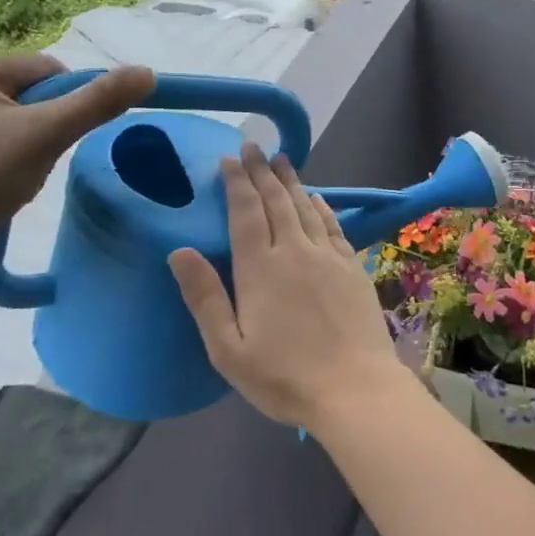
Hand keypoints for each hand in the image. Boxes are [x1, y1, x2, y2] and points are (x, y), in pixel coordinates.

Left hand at [0, 55, 155, 277]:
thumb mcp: (47, 136)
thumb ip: (99, 102)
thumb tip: (147, 73)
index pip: (48, 69)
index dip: (70, 101)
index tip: (62, 136)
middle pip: (35, 94)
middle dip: (50, 127)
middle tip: (40, 158)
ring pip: (21, 120)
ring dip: (35, 145)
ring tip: (20, 174)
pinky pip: (0, 140)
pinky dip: (14, 158)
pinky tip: (5, 182)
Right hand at [169, 143, 402, 429]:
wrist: (354, 388)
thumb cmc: (284, 376)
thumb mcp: (228, 349)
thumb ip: (205, 297)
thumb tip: (179, 251)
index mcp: (260, 269)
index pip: (245, 214)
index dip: (237, 183)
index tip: (230, 158)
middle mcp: (295, 252)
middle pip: (276, 202)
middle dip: (262, 172)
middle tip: (254, 147)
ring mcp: (328, 257)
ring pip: (306, 208)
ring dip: (291, 182)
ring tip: (281, 160)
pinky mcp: (353, 267)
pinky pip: (334, 226)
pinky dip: (323, 207)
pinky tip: (318, 198)